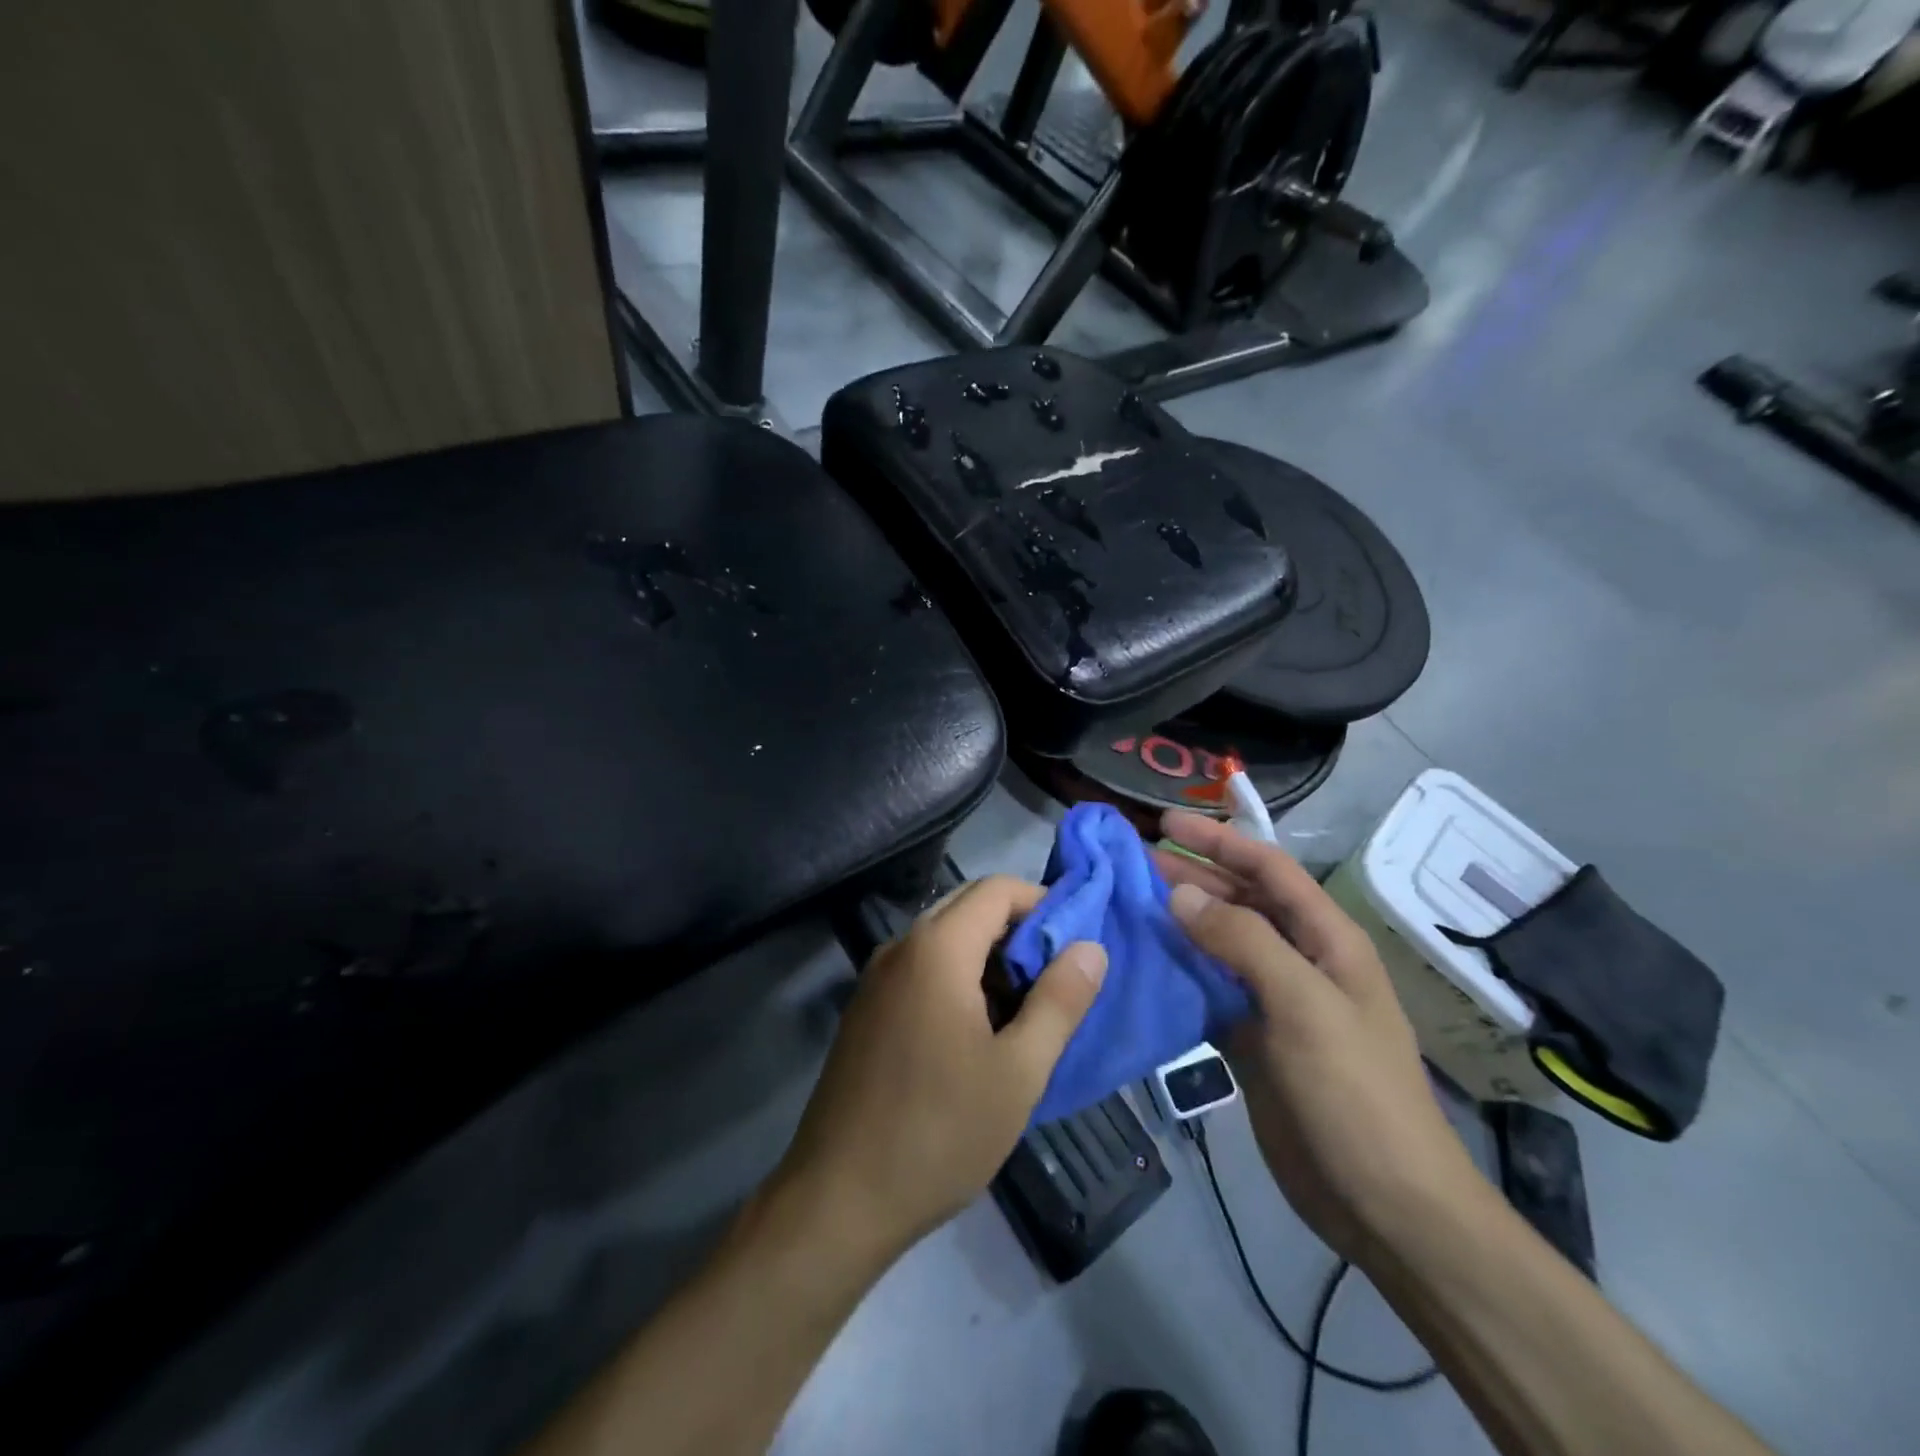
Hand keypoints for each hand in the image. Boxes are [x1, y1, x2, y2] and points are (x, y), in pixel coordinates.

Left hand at [772, 876, 1106, 1265]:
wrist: (838, 1198)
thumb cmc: (939, 1132)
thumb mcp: (1018, 1071)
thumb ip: (1060, 1001)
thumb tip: (1090, 947)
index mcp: (936, 948)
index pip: (997, 889)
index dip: (1043, 904)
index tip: (1075, 945)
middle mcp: (900, 947)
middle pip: (968, 906)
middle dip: (1018, 931)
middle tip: (1056, 980)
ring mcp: (876, 978)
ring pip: (945, 939)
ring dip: (989, 958)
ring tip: (1025, 1012)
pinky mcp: (866, 1009)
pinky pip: (922, 969)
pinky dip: (958, 978)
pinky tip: (978, 1033)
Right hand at [1155, 811, 1482, 1262]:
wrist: (1383, 1204)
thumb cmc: (1354, 1093)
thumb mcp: (1304, 1005)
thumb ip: (1242, 942)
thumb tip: (1180, 893)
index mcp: (1326, 940)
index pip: (1268, 869)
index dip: (1218, 841)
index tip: (1163, 824)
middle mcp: (1299, 961)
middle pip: (1239, 901)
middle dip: (1191, 875)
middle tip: (1131, 861)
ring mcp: (1274, 1002)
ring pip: (1218, 945)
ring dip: (1178, 922)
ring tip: (1127, 903)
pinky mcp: (1251, 1039)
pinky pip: (1208, 990)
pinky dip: (1177, 972)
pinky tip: (1142, 963)